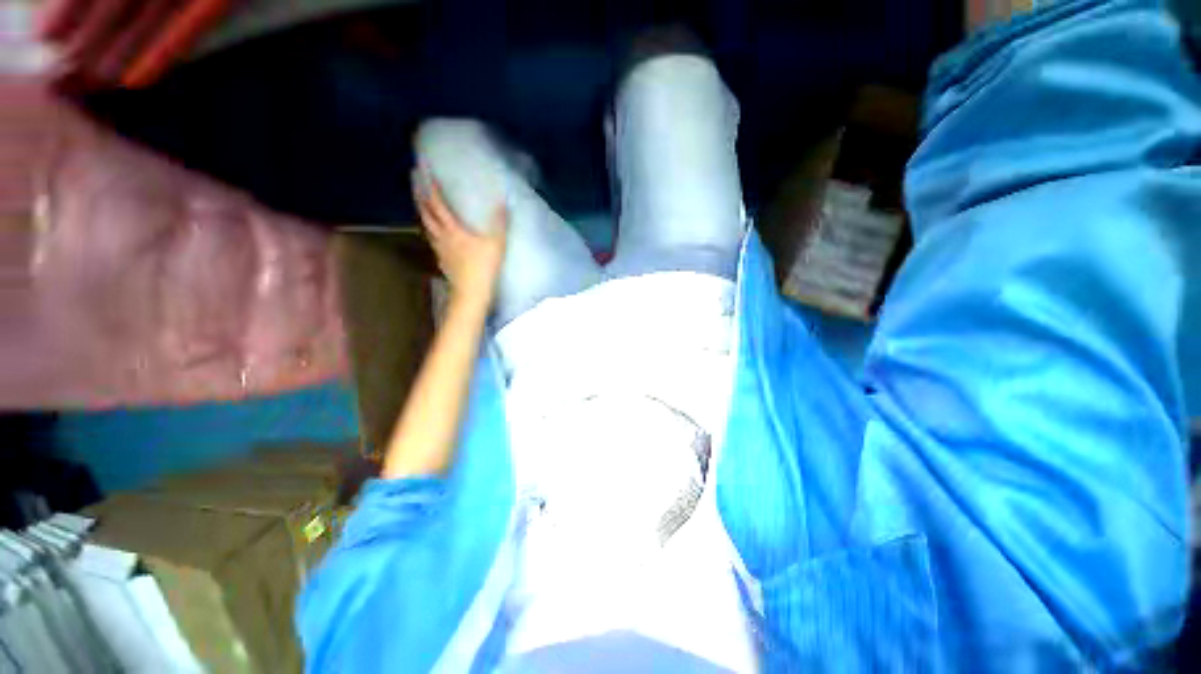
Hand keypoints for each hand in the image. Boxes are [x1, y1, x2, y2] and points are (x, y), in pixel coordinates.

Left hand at [413, 172, 507, 305]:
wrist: (472, 293)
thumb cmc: (484, 267)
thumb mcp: (497, 243)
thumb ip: (499, 222)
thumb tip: (502, 201)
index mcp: (452, 229)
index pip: (437, 202)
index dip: (429, 184)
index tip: (422, 167)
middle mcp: (441, 237)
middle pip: (425, 213)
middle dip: (419, 195)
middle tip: (415, 180)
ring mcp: (440, 250)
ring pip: (426, 227)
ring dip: (423, 212)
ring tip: (422, 203)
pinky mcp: (443, 261)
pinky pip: (433, 240)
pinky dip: (431, 231)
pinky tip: (437, 234)